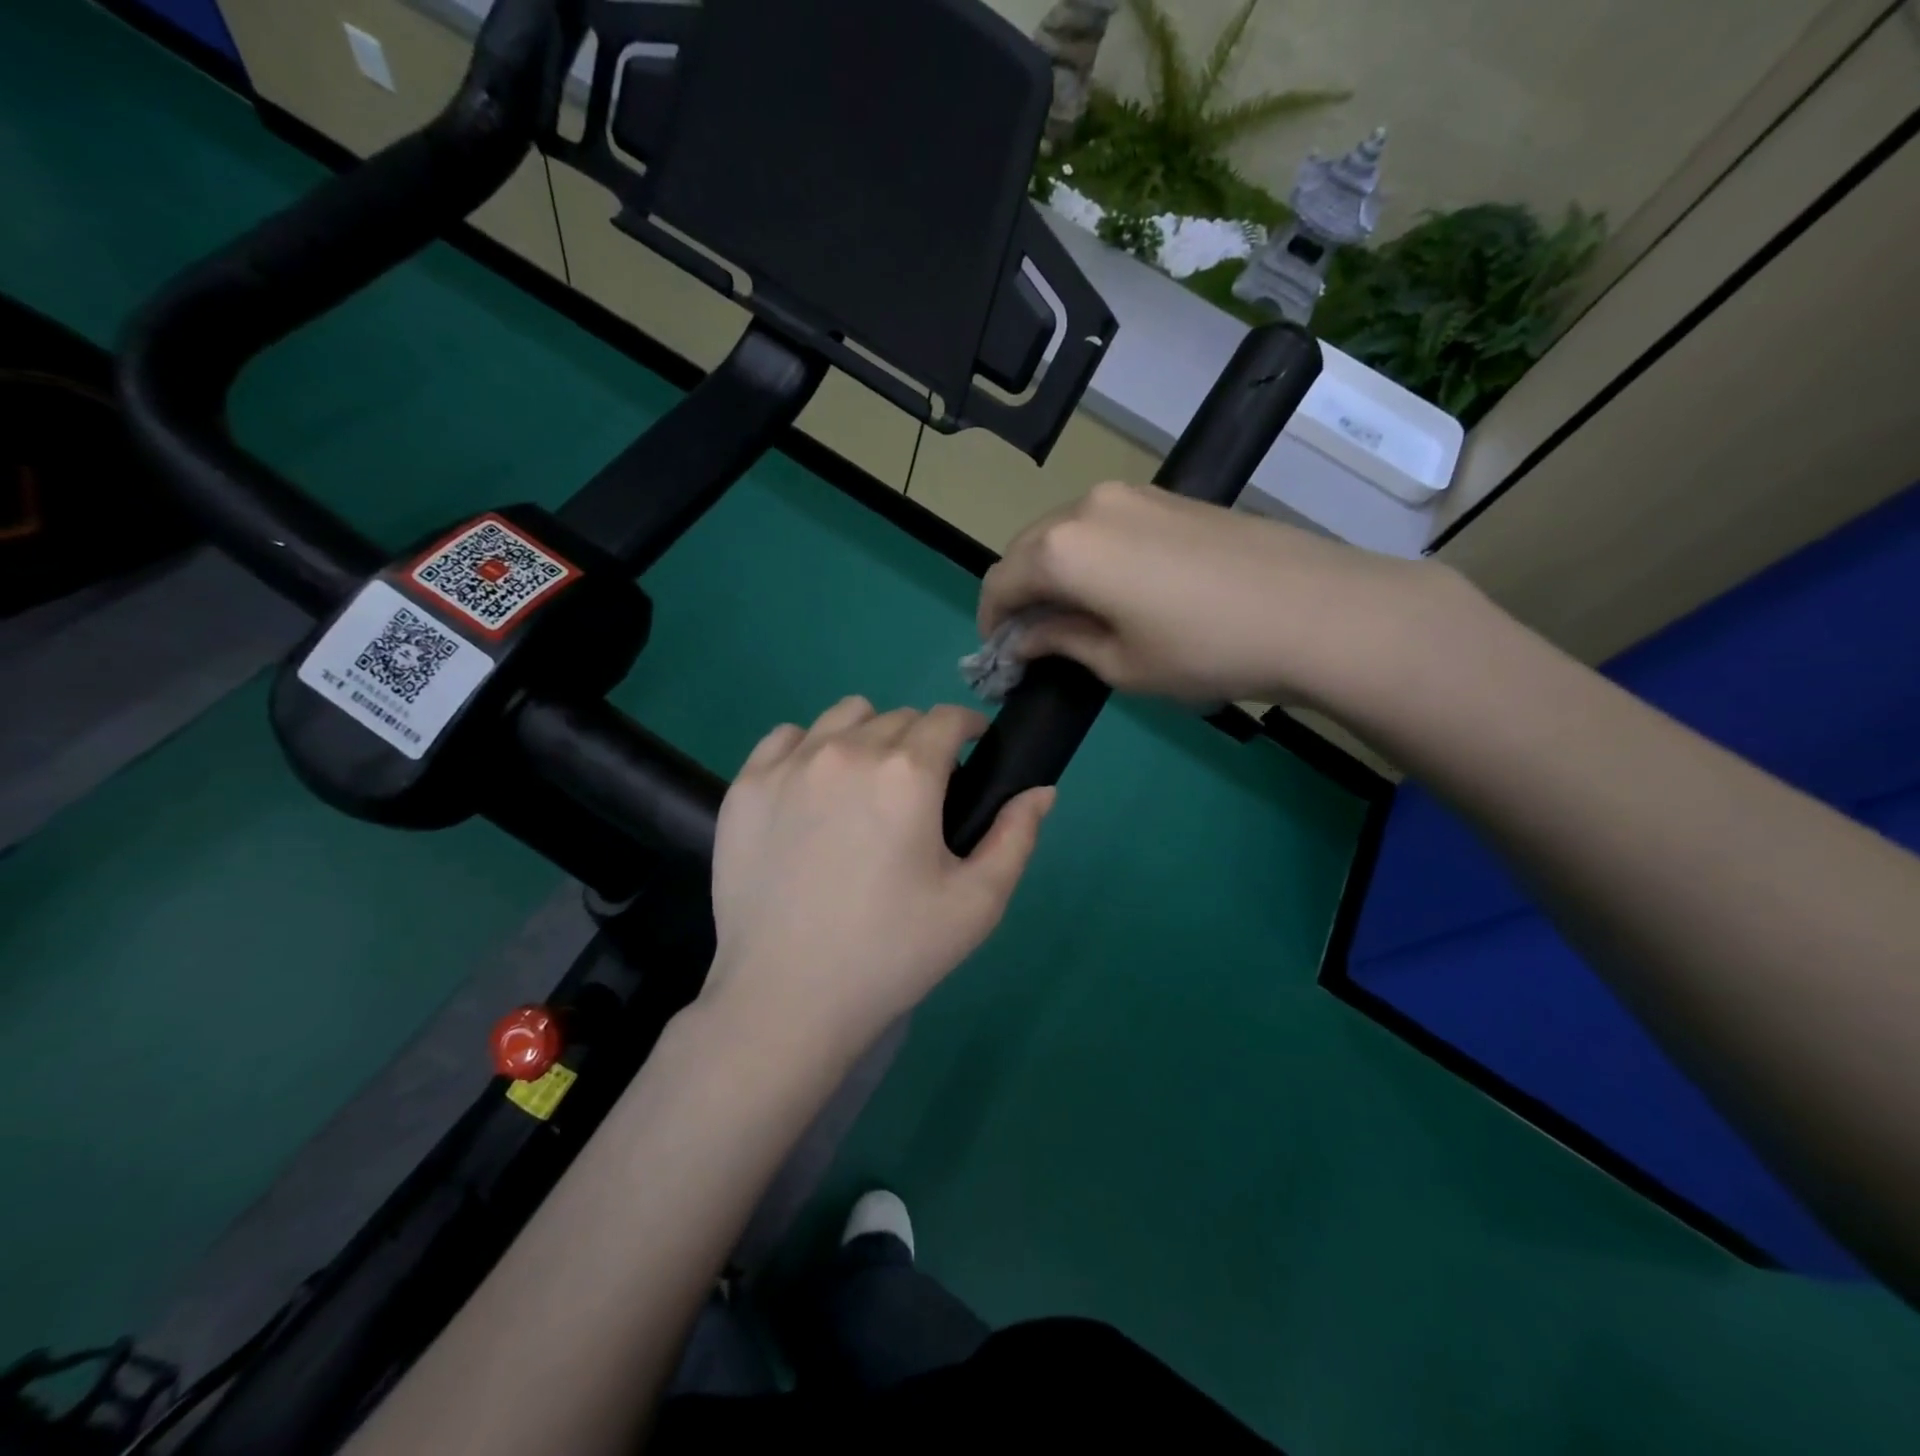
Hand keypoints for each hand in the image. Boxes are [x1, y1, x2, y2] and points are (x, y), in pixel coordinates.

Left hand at [703, 696, 1054, 1054]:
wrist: (787, 998)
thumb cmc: (892, 952)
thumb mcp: (976, 904)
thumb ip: (1016, 836)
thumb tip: (1041, 790)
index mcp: (907, 772)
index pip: (946, 718)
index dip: (967, 729)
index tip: (971, 754)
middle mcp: (847, 750)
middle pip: (899, 717)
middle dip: (921, 742)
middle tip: (920, 795)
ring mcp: (789, 764)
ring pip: (844, 716)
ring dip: (868, 736)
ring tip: (866, 787)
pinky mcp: (746, 785)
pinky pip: (787, 737)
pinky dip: (810, 749)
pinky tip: (813, 793)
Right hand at [978, 480, 1450, 709]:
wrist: (1314, 610)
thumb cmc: (1203, 649)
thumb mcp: (1119, 663)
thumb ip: (1060, 642)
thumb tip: (1027, 638)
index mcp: (1063, 548)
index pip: (1000, 581)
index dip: (992, 621)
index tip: (1002, 655)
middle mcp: (1087, 506)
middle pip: (1028, 549)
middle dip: (1020, 594)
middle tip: (1035, 639)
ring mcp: (1132, 494)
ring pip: (1066, 533)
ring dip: (1056, 573)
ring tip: (1077, 617)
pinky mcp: (1168, 497)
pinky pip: (1104, 526)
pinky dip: (1091, 557)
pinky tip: (1117, 591)